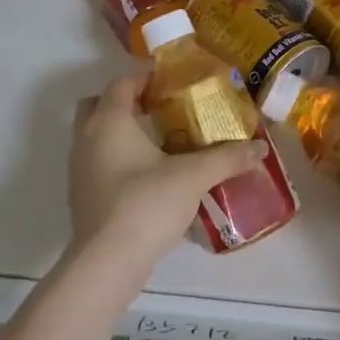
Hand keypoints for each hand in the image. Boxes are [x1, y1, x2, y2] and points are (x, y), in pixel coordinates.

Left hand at [67, 72, 264, 279]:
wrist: (106, 263)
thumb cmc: (146, 204)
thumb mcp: (193, 177)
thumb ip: (226, 158)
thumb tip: (260, 148)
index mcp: (109, 121)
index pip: (122, 82)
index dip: (145, 75)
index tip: (172, 78)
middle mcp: (87, 138)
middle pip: (100, 104)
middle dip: (127, 101)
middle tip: (159, 107)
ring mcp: (79, 169)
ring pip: (95, 134)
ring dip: (121, 130)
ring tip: (158, 140)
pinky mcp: (81, 196)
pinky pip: (97, 161)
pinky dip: (117, 157)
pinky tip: (147, 175)